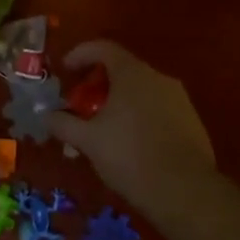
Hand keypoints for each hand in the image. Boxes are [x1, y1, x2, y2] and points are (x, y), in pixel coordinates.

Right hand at [47, 40, 215, 208]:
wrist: (186, 191)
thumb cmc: (130, 156)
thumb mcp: (88, 141)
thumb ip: (64, 123)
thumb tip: (47, 115)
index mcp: (132, 74)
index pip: (102, 47)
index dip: (80, 54)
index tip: (65, 70)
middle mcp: (158, 78)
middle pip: (122, 70)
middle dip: (98, 86)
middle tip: (81, 107)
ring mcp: (179, 99)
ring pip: (141, 92)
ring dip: (119, 104)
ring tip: (104, 132)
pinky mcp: (192, 122)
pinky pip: (158, 110)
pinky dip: (139, 118)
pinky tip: (131, 145)